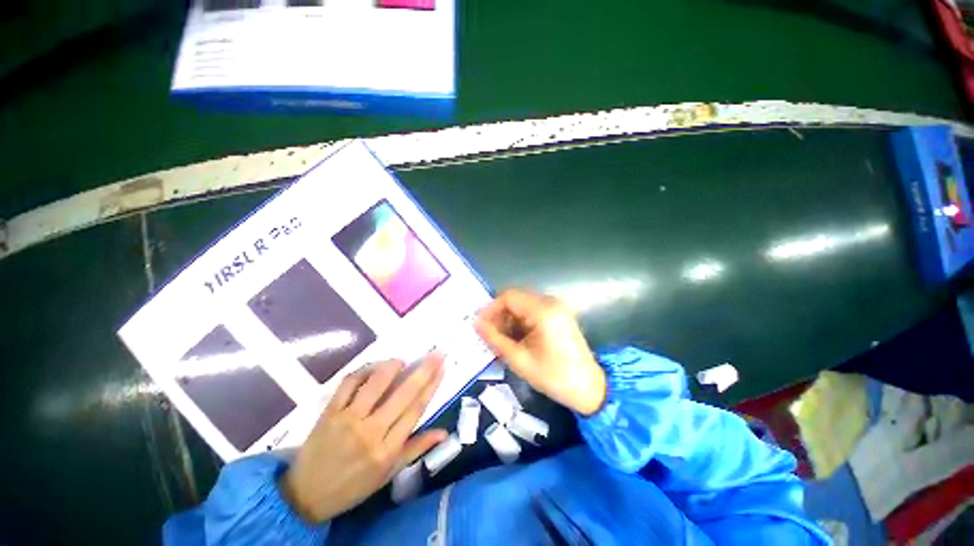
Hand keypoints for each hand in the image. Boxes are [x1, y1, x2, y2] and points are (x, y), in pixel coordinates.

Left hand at [281, 355, 446, 522]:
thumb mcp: (388, 473)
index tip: (442, 368)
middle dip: (423, 371)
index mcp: (387, 449)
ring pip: (375, 384)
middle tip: (435, 354)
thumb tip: (444, 433)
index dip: (431, 386)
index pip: (416, 410)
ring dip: (391, 367)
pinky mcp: (330, 412)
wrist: (305, 495)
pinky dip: (363, 371)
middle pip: (403, 394)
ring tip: (401, 361)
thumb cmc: (353, 486)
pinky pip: (348, 384)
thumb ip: (416, 449)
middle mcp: (370, 431)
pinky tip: (372, 368)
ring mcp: (348, 419)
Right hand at [474, 289, 606, 415]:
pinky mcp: (557, 315)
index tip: (479, 325)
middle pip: (515, 298)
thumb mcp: (520, 360)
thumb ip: (495, 339)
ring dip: (508, 319)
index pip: (508, 297)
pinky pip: (531, 311)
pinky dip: (519, 322)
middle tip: (487, 334)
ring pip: (522, 305)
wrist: (590, 389)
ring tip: (499, 340)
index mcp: (543, 311)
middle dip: (498, 315)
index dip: (490, 308)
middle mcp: (550, 302)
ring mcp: (555, 307)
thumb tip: (476, 324)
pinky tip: (514, 339)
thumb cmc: (555, 377)